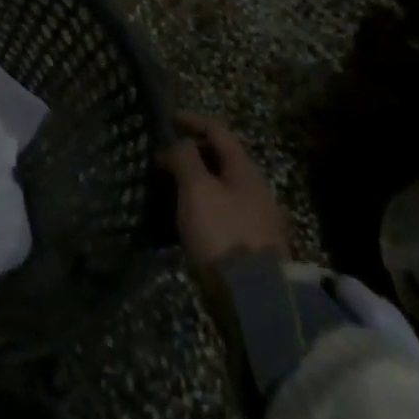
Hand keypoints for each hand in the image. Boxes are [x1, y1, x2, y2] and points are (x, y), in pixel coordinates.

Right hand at [158, 110, 289, 265]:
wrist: (255, 300)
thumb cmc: (223, 233)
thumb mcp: (197, 188)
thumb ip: (184, 157)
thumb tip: (176, 145)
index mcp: (245, 170)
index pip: (217, 132)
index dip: (192, 120)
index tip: (167, 118)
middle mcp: (254, 190)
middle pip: (220, 159)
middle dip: (191, 152)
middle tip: (162, 155)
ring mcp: (255, 220)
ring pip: (219, 187)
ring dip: (194, 180)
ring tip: (167, 185)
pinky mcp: (249, 246)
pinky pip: (220, 212)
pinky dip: (199, 205)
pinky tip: (183, 216)